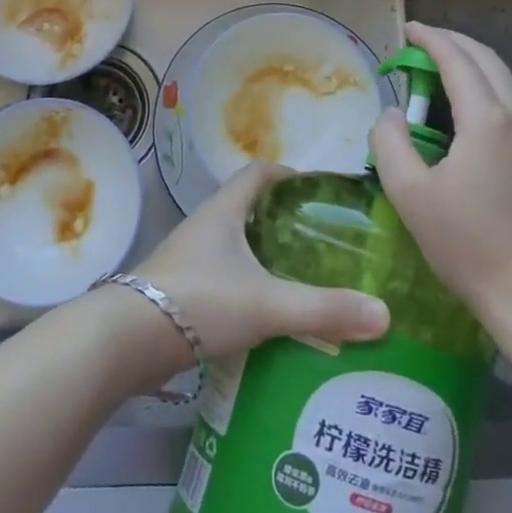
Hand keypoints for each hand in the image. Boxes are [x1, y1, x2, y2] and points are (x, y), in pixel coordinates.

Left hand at [133, 162, 390, 363]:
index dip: (287, 175)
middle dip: (280, 221)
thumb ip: (324, 309)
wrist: (127, 339)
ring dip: (261, 257)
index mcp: (223, 211)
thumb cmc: (200, 301)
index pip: (257, 173)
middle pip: (245, 209)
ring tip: (299, 279)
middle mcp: (203, 227)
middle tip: (319, 243)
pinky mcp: (178, 291)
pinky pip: (220, 277)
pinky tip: (264, 315)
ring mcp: (187, 259)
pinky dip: (244, 287)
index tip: (316, 191)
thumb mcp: (267, 304)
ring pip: (232, 246)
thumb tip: (384, 314)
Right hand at [369, 23, 511, 320]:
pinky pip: (509, 104)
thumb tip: (392, 114)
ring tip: (437, 68)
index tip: (406, 29)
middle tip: (419, 42)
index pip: (457, 60)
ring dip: (470, 64)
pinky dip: (483, 88)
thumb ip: (391, 143)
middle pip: (487, 60)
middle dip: (453, 42)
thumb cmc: (469, 245)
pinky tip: (462, 110)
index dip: (430, 39)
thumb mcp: (411, 194)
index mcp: (487, 121)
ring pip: (503, 81)